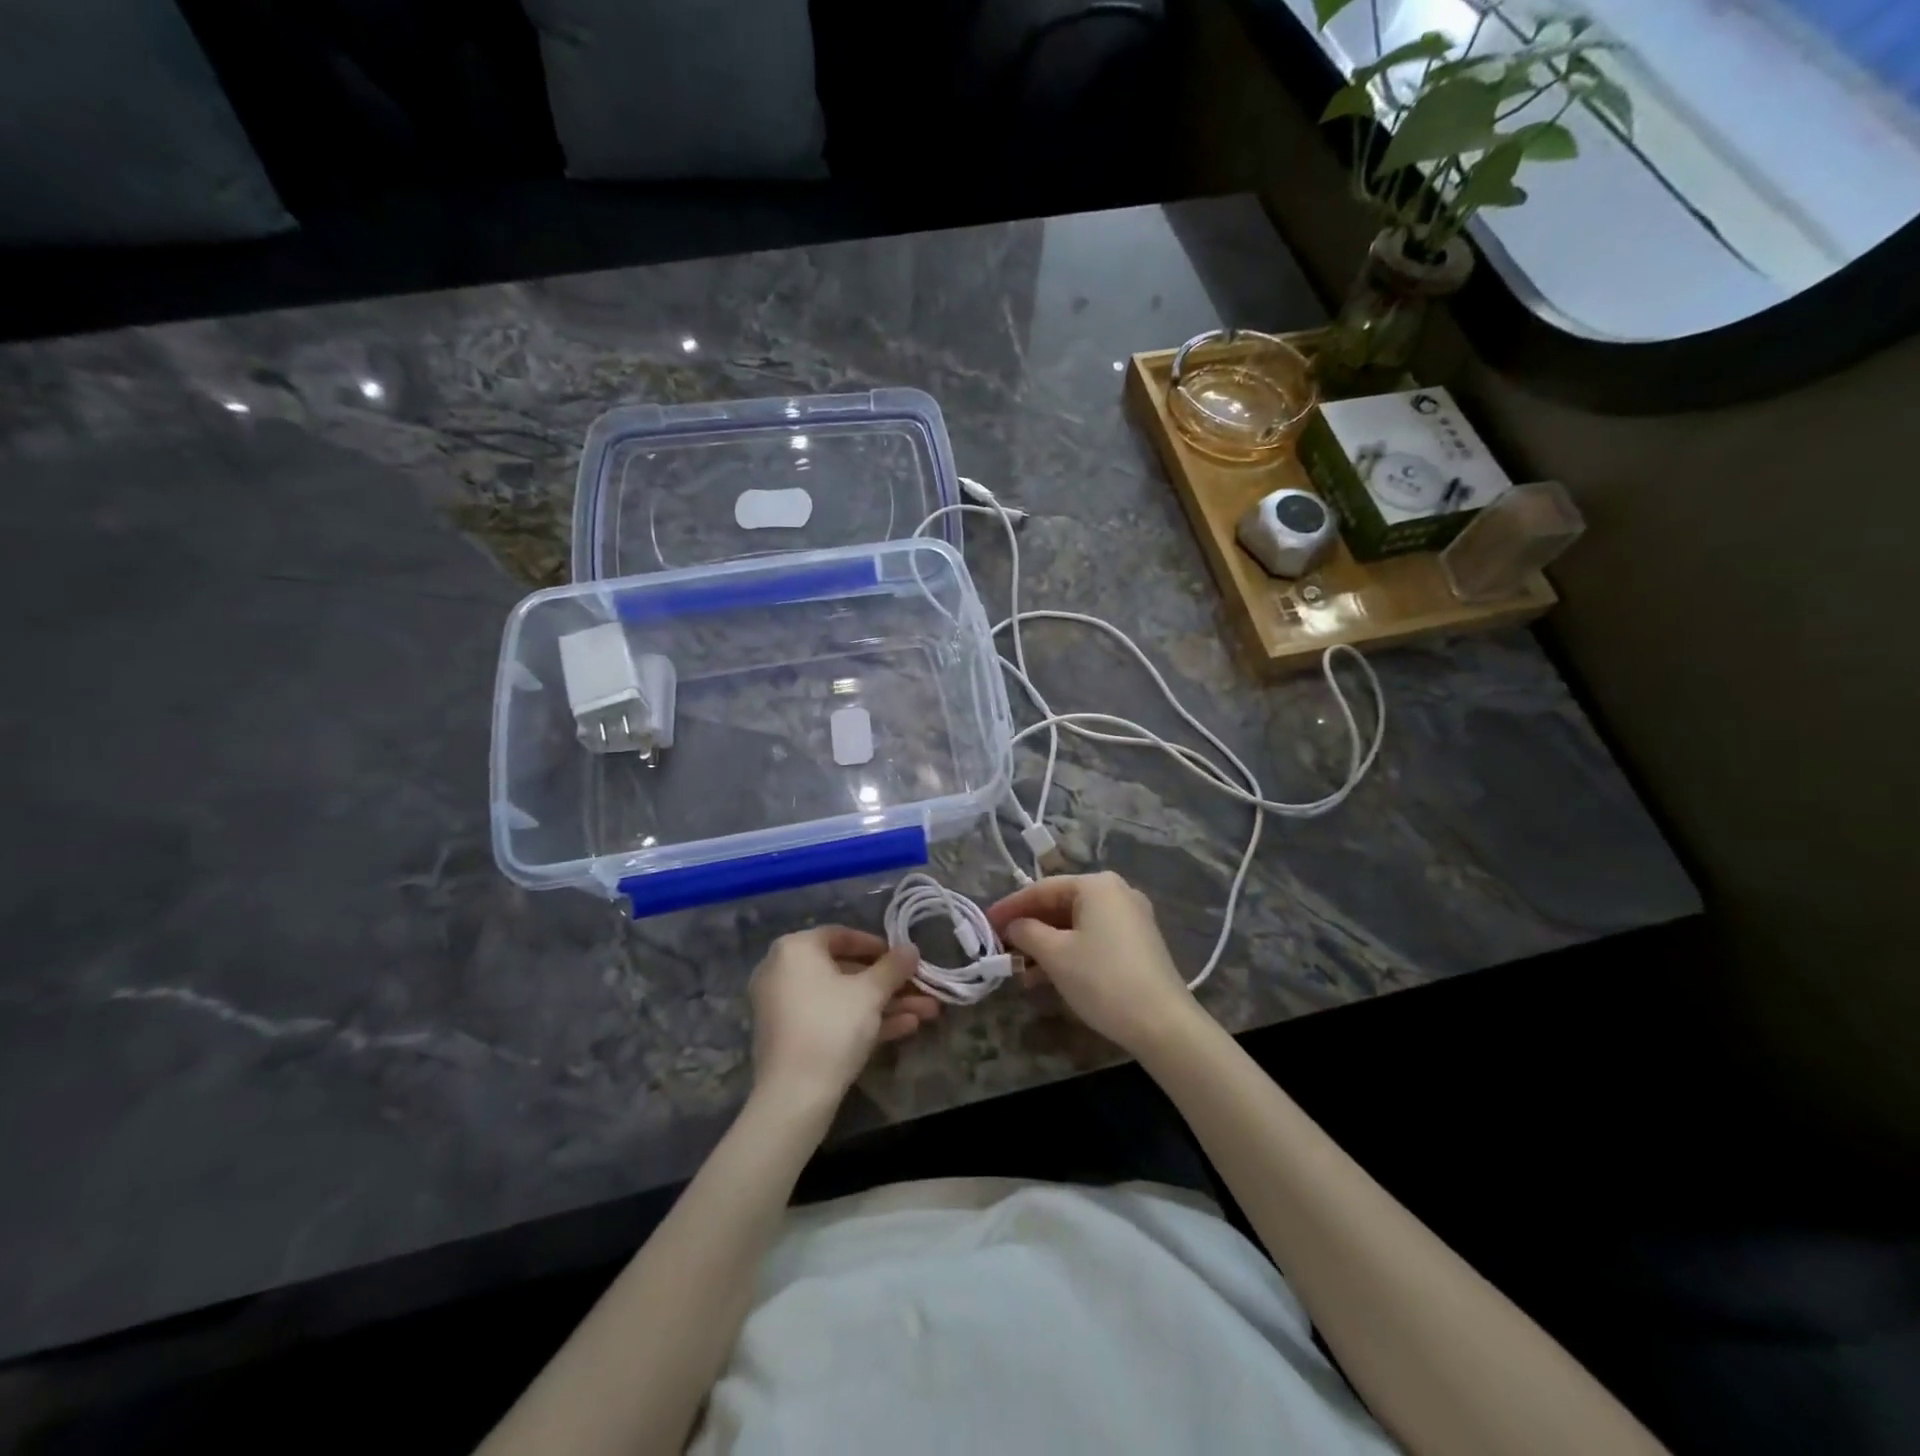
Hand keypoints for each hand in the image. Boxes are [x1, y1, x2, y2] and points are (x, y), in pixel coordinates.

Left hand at [748, 926, 932, 1109]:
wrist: (794, 1095)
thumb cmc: (832, 1026)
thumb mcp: (870, 993)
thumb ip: (893, 967)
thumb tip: (911, 949)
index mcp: (795, 949)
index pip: (841, 935)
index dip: (877, 946)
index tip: (903, 958)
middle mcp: (783, 971)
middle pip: (845, 970)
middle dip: (889, 983)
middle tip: (922, 989)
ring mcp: (785, 1007)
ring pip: (843, 998)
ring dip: (885, 1004)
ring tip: (927, 1012)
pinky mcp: (792, 1037)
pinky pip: (831, 1018)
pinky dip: (863, 1020)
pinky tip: (905, 1028)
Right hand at [986, 872, 1204, 1055]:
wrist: (1162, 1022)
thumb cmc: (1102, 978)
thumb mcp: (1055, 954)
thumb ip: (1027, 932)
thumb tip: (1014, 926)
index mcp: (1097, 885)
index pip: (1042, 888)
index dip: (1011, 906)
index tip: (987, 923)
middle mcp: (1117, 893)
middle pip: (1061, 905)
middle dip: (1030, 927)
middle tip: (1002, 946)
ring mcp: (1132, 918)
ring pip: (1076, 924)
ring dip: (1047, 944)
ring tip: (1021, 969)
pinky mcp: (1139, 943)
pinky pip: (1094, 937)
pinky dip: (1069, 951)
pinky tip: (1049, 975)